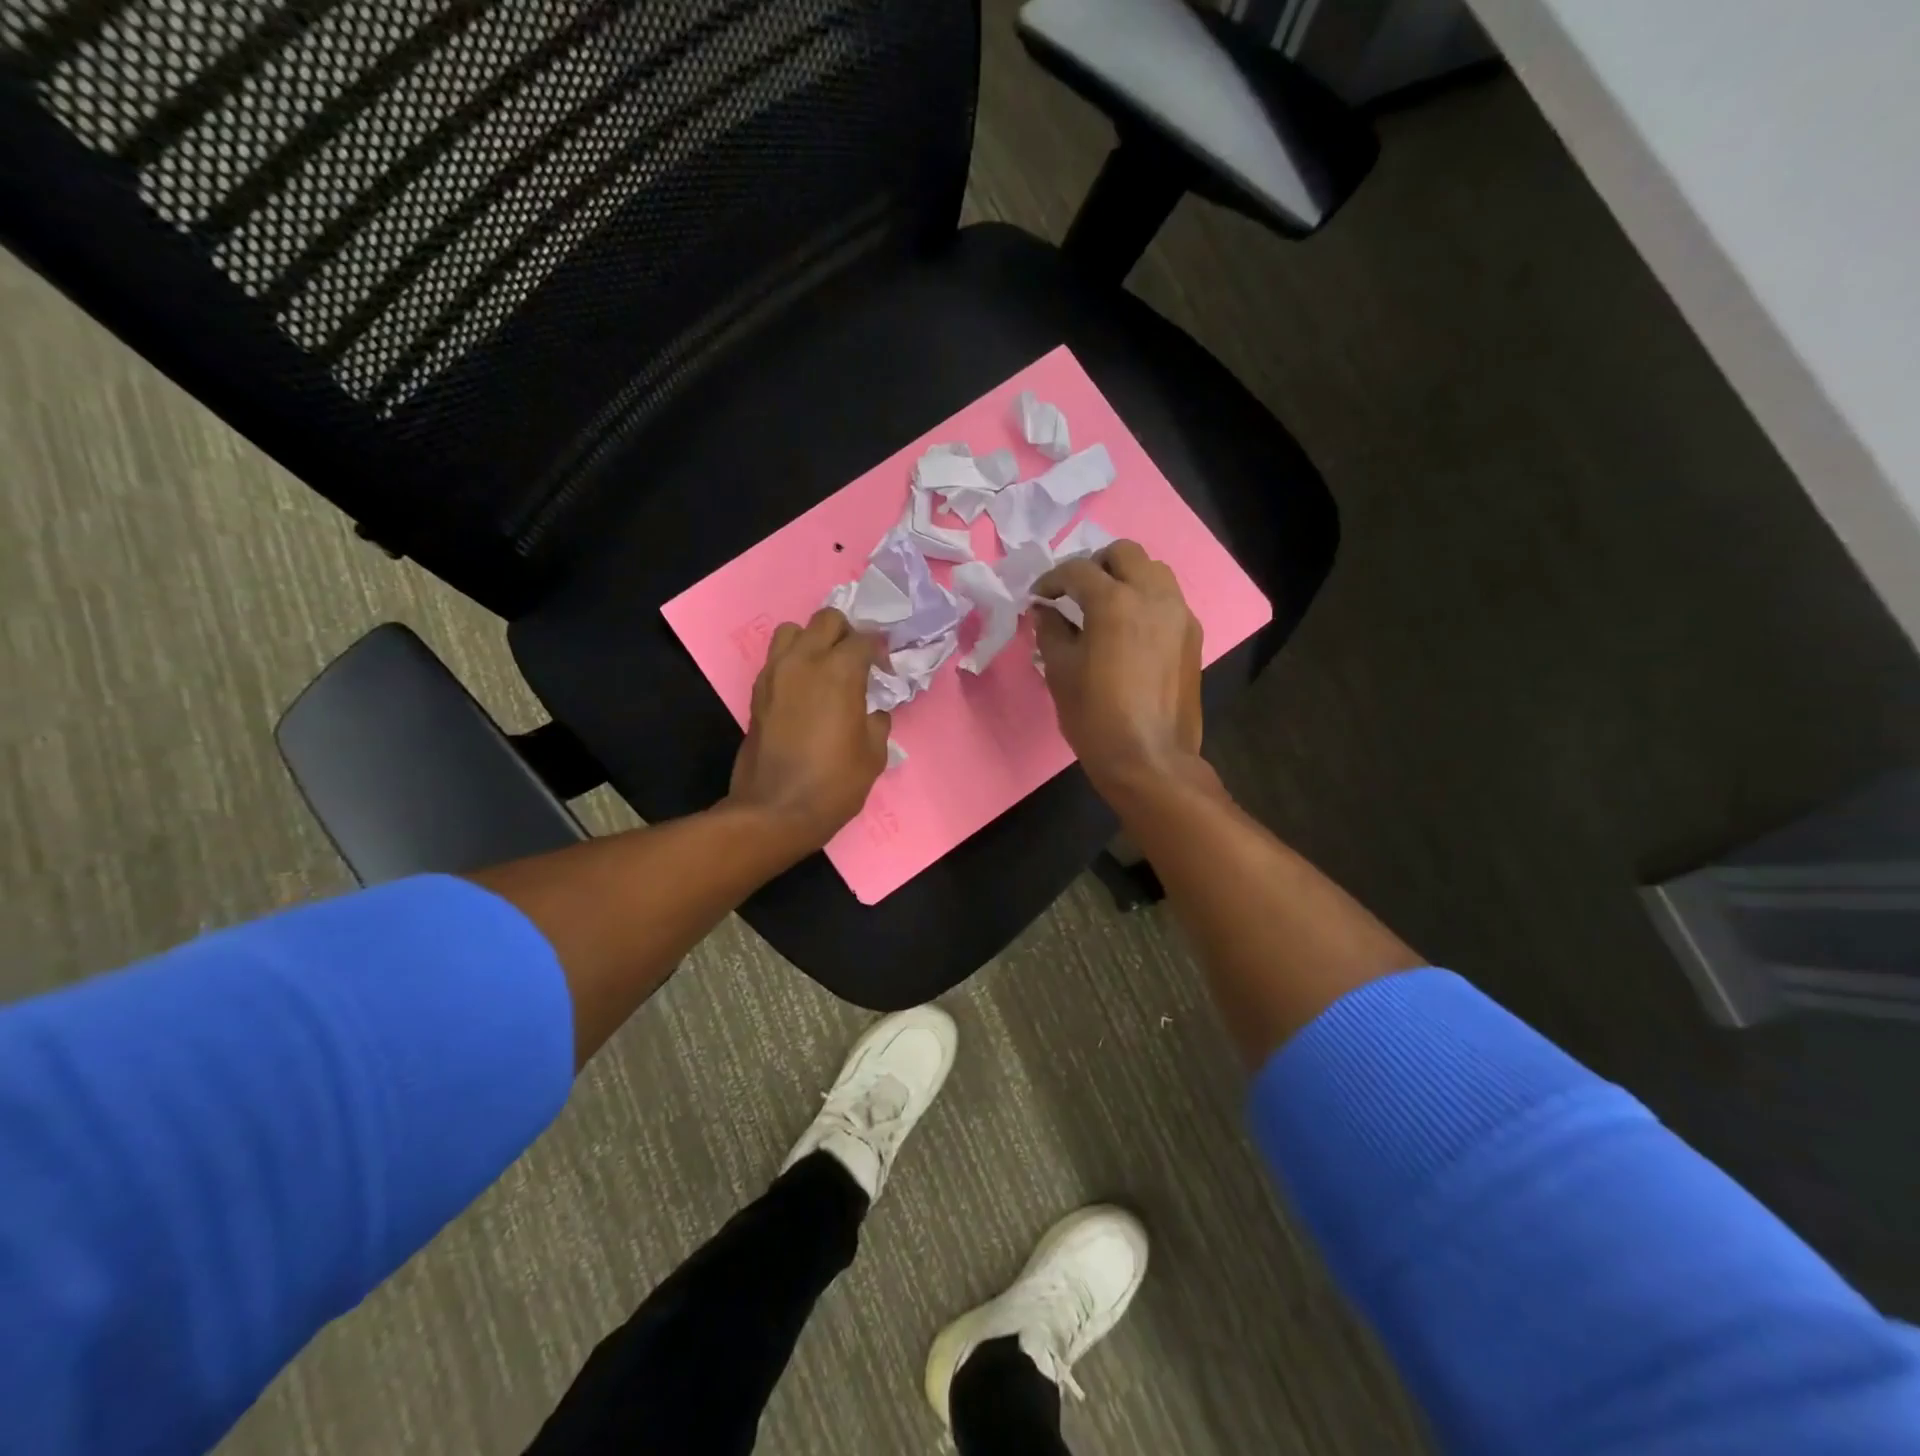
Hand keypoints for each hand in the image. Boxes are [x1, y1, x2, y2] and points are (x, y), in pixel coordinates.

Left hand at [728, 608, 889, 851]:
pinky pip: (777, 658)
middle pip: (827, 619)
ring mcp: (775, 673)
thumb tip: (873, 709)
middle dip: (847, 633)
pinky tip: (805, 688)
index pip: (865, 639)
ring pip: (793, 630)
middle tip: (857, 660)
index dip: (880, 651)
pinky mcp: (758, 692)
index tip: (886, 670)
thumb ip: (877, 720)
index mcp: (840, 671)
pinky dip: (793, 661)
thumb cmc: (833, 783)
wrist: (775, 810)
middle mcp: (805, 661)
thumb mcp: (873, 754)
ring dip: (813, 640)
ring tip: (825, 666)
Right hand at [1033, 541, 1203, 796]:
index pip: (1078, 570)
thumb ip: (1050, 630)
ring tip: (1105, 607)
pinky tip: (1130, 631)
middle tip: (1075, 593)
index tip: (1039, 598)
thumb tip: (1045, 610)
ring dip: (1125, 577)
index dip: (1052, 579)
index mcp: (1115, 602)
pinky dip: (1146, 600)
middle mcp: (1153, 596)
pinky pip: (1168, 599)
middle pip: (1124, 553)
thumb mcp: (1060, 672)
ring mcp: (1179, 614)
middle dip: (1095, 565)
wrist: (1150, 759)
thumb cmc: (1095, 717)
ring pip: (1153, 571)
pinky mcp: (1192, 636)